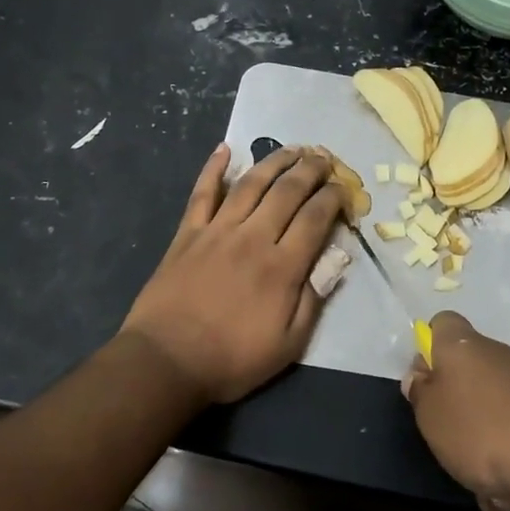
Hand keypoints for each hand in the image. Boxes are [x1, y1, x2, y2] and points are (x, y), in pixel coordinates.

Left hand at [121, 143, 345, 405]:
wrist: (165, 362)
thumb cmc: (232, 359)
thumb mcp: (288, 344)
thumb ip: (314, 298)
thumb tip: (338, 258)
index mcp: (282, 267)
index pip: (315, 218)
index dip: (334, 198)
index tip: (344, 190)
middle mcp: (253, 238)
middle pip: (287, 191)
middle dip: (311, 170)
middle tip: (324, 159)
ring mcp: (217, 231)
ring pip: (251, 184)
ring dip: (274, 161)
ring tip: (293, 149)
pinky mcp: (187, 234)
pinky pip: (203, 193)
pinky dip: (213, 168)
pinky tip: (225, 149)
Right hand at [402, 312, 509, 510]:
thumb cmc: (479, 432)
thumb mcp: (431, 417)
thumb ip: (421, 393)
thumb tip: (421, 375)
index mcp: (463, 346)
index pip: (441, 323)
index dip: (429, 347)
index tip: (426, 381)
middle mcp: (498, 353)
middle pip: (469, 367)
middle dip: (458, 401)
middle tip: (448, 436)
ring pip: (494, 403)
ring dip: (485, 434)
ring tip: (482, 477)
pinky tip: (509, 486)